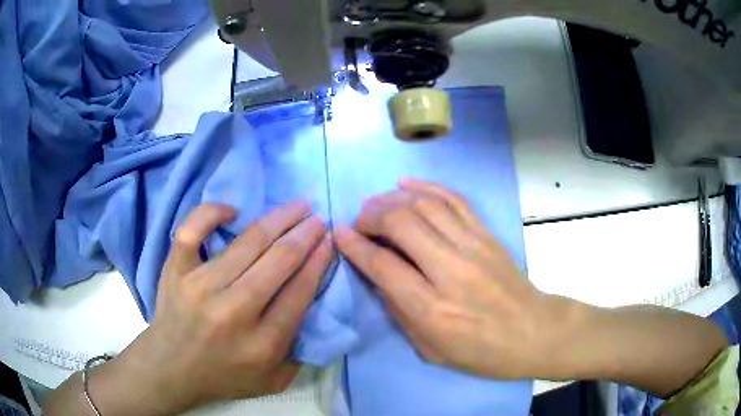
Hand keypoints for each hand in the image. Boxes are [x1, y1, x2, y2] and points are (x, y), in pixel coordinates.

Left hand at [47, 202, 333, 415]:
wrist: (170, 369)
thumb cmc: (223, 377)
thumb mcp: (273, 381)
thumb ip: (301, 352)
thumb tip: (316, 307)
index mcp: (262, 343)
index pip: (299, 292)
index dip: (318, 261)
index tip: (329, 241)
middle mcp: (233, 311)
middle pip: (278, 261)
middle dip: (305, 234)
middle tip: (319, 218)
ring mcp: (200, 286)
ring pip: (246, 242)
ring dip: (278, 219)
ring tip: (297, 206)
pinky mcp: (176, 271)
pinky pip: (192, 231)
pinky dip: (211, 213)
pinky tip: (232, 211)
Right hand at [334, 178, 559, 379]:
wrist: (533, 332)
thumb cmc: (481, 352)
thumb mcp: (430, 349)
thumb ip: (399, 311)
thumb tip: (377, 275)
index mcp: (431, 309)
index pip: (382, 265)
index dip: (354, 245)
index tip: (339, 234)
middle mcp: (450, 270)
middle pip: (401, 223)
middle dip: (371, 215)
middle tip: (359, 220)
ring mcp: (473, 246)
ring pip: (425, 205)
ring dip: (393, 198)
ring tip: (377, 202)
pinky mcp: (487, 234)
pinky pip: (454, 199)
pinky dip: (427, 186)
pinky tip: (407, 184)